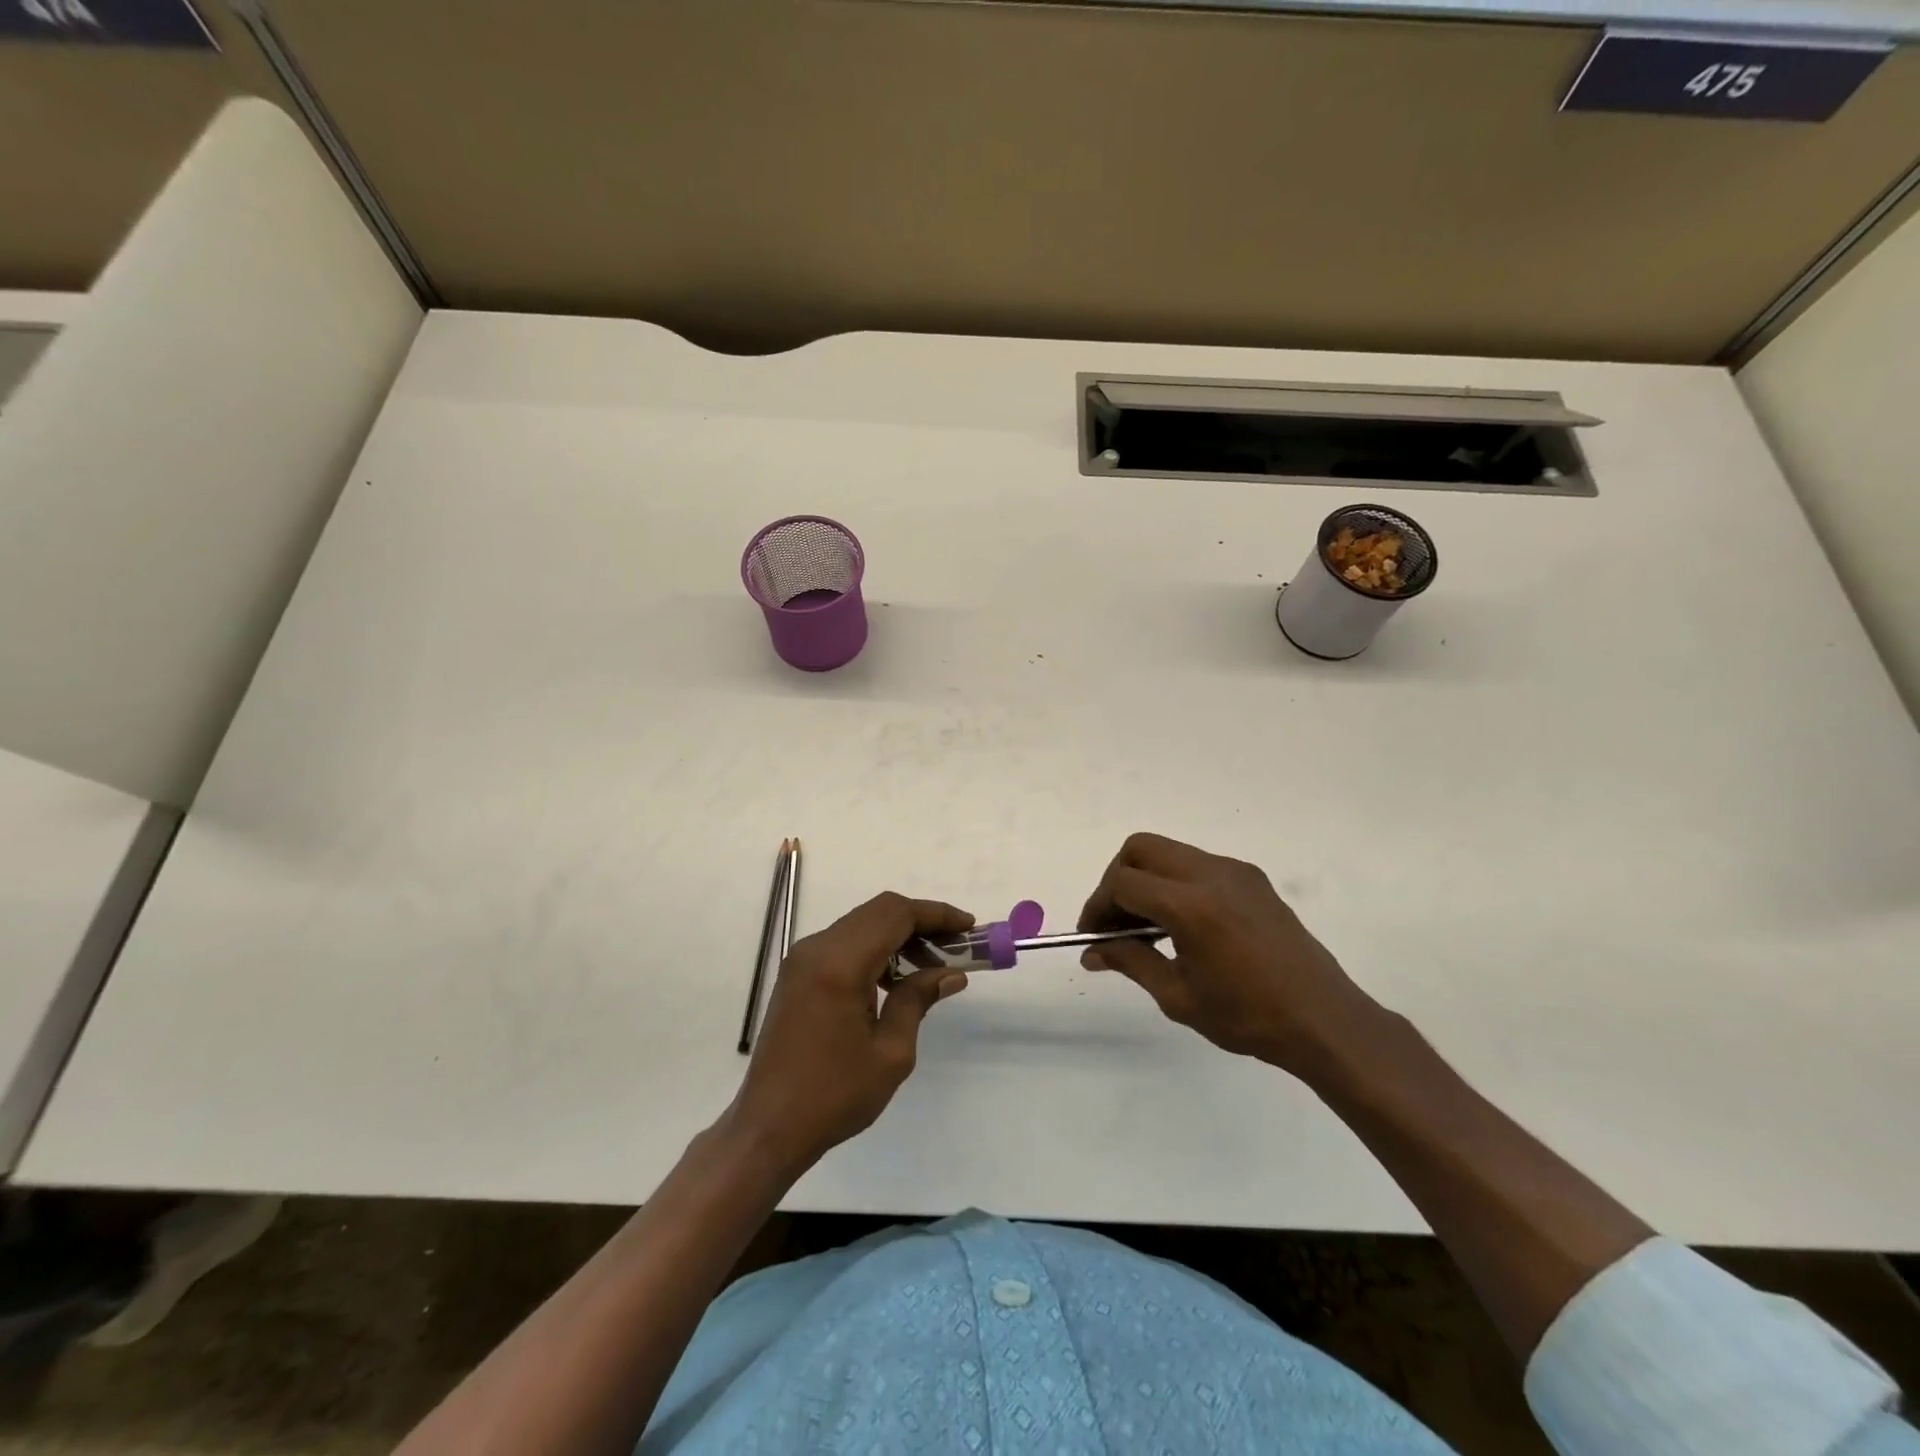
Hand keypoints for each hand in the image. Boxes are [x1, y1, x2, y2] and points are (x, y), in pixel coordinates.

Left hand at [727, 893, 971, 1176]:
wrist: (768, 1127)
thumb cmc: (834, 1095)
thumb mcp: (890, 1052)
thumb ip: (918, 1000)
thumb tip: (951, 973)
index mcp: (839, 964)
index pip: (895, 914)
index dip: (936, 914)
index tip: (968, 927)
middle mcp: (817, 948)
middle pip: (878, 912)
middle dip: (921, 921)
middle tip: (956, 945)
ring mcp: (802, 959)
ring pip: (861, 924)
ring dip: (898, 935)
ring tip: (933, 963)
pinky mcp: (797, 973)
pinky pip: (844, 943)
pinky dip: (875, 948)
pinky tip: (897, 977)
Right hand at [1077, 833, 1377, 1075]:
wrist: (1324, 1020)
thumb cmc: (1247, 1017)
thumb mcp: (1177, 996)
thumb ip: (1130, 961)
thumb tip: (1092, 952)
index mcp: (1191, 905)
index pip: (1123, 883)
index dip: (1098, 906)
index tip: (1093, 936)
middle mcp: (1212, 874)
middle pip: (1141, 849)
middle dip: (1117, 879)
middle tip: (1115, 920)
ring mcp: (1235, 871)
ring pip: (1169, 852)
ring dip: (1146, 879)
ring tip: (1146, 928)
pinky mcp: (1252, 878)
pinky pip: (1197, 864)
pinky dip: (1174, 882)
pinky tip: (1181, 924)